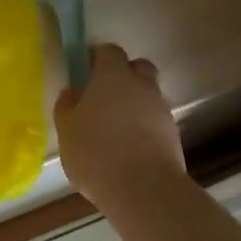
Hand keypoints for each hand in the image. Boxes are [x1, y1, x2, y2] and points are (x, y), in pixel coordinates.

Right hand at [54, 44, 185, 211]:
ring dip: (135, 104)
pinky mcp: (174, 135)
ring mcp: (162, 110)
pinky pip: (156, 121)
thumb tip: (73, 92)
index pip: (110, 51)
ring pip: (149, 96)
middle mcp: (142, 86)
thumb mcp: (67, 130)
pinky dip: (145, 127)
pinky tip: (130, 148)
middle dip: (125, 75)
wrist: (144, 189)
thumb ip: (67, 106)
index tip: (87, 71)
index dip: (98, 58)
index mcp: (113, 76)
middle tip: (105, 95)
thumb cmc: (96, 152)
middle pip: (138, 68)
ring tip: (116, 129)